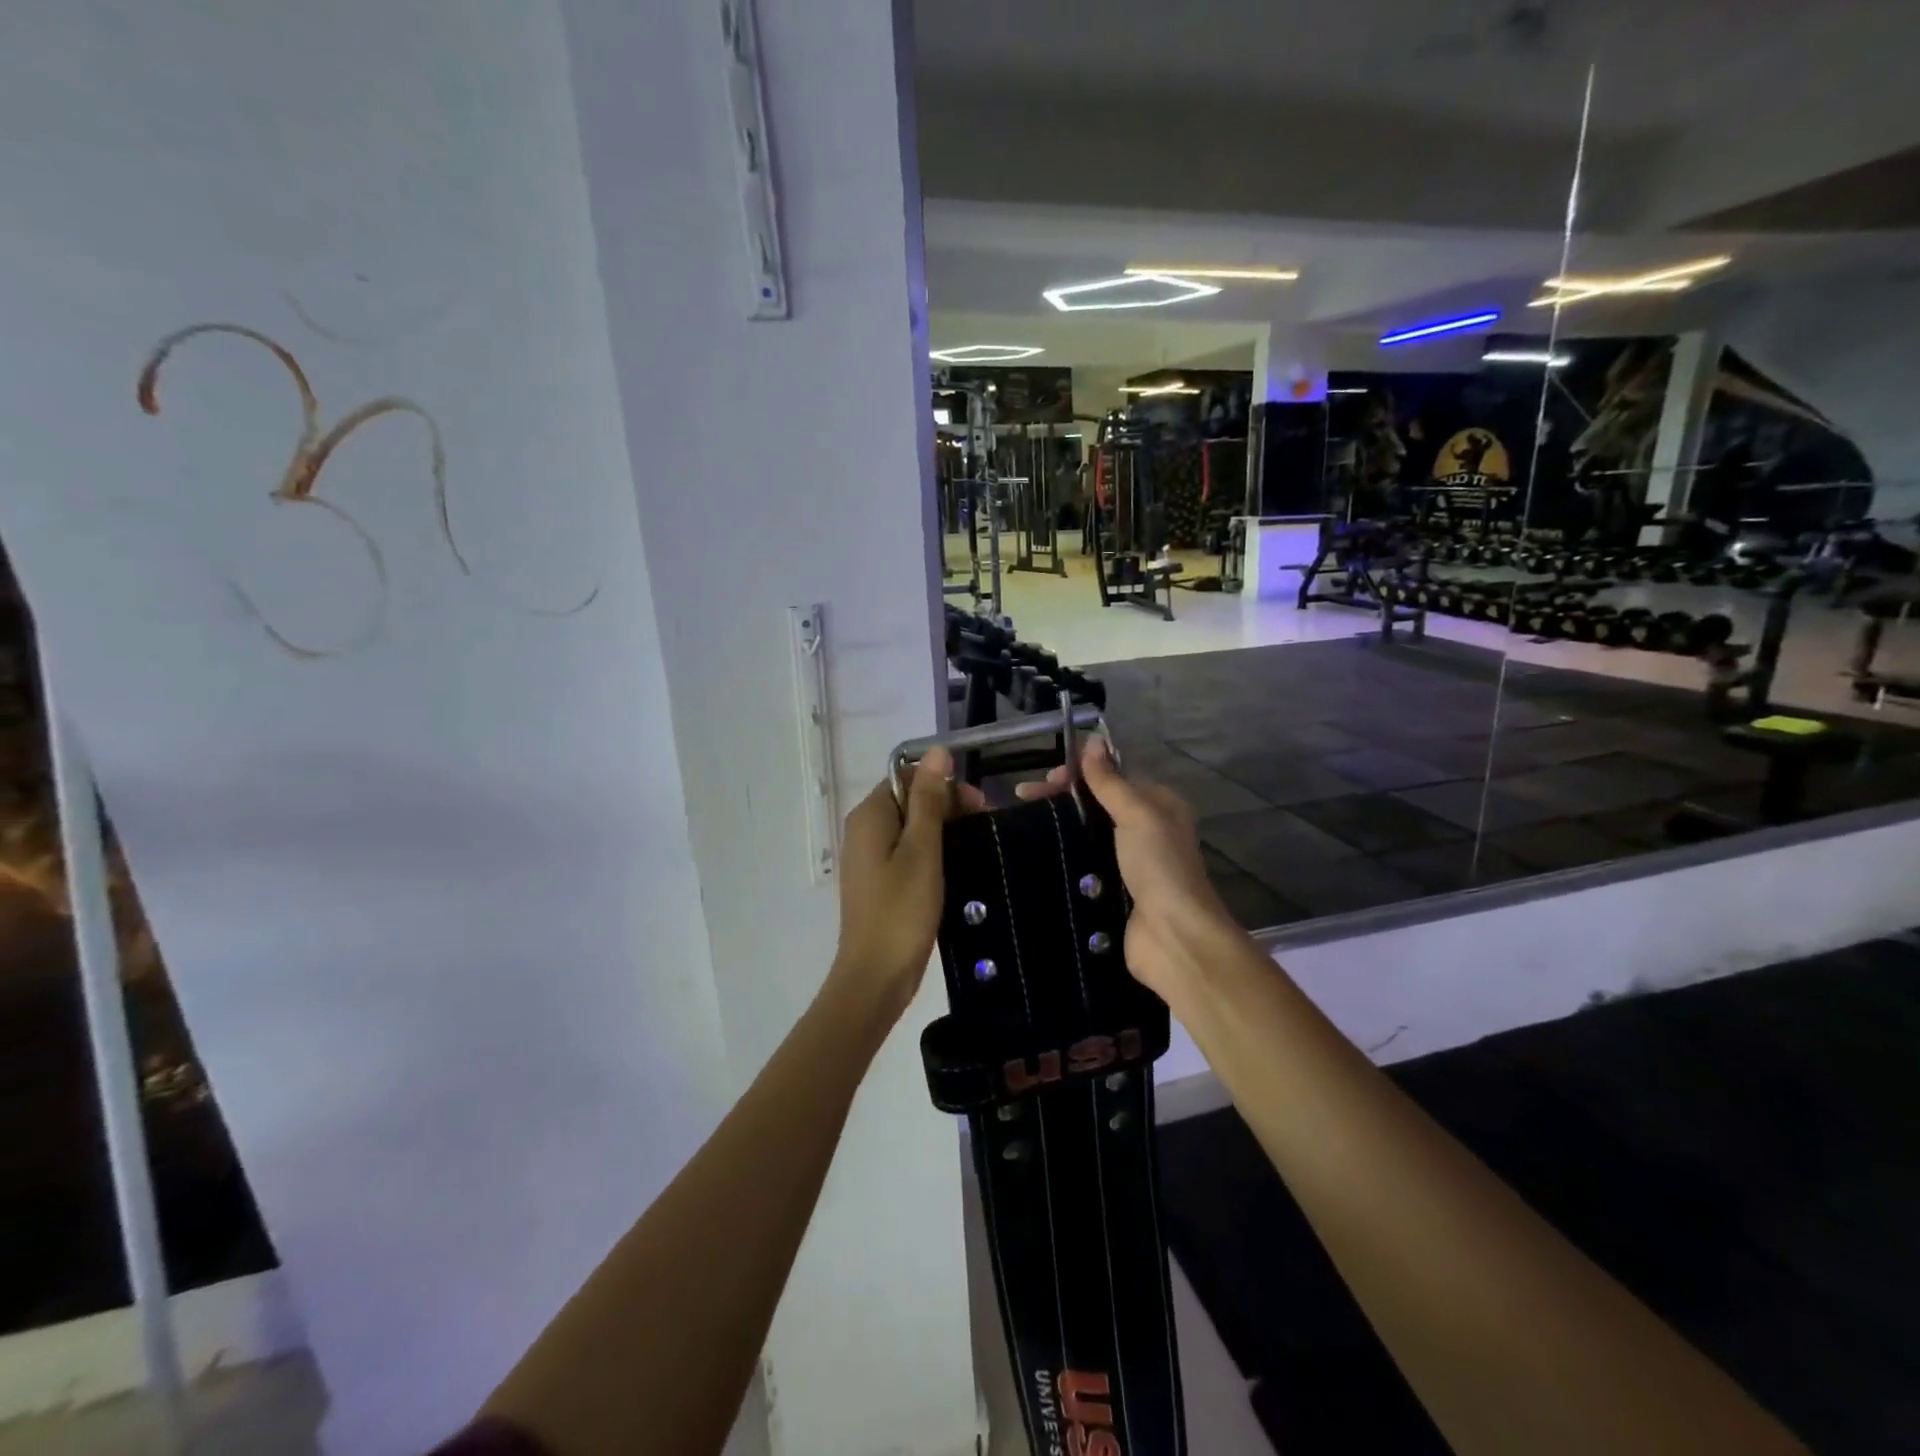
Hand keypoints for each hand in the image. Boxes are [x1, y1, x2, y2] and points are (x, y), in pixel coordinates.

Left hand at [831, 746, 984, 1022]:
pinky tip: (955, 868)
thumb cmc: (902, 910)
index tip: (978, 807)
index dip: (944, 785)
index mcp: (870, 815)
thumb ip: (930, 799)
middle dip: (947, 807)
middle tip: (983, 830)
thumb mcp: (923, 849)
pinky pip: (907, 852)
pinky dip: (931, 854)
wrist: (876, 976)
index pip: (908, 777)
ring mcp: (869, 858)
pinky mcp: (878, 881)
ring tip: (976, 848)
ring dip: (943, 831)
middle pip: (909, 800)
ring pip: (911, 828)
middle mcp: (863, 830)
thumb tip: (937, 750)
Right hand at [1017, 740, 1244, 1001]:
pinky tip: (1034, 855)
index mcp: (1159, 806)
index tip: (1047, 778)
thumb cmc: (1159, 867)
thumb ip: (1111, 781)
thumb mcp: (1137, 814)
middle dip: (1063, 798)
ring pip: (1087, 835)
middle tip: (1024, 799)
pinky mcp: (1111, 891)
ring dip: (1059, 828)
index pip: (1113, 777)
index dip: (1080, 772)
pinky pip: (1083, 865)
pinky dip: (1062, 858)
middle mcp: (1146, 831)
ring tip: (1023, 824)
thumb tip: (1092, 740)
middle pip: (1097, 805)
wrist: (1172, 937)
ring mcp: (1128, 864)